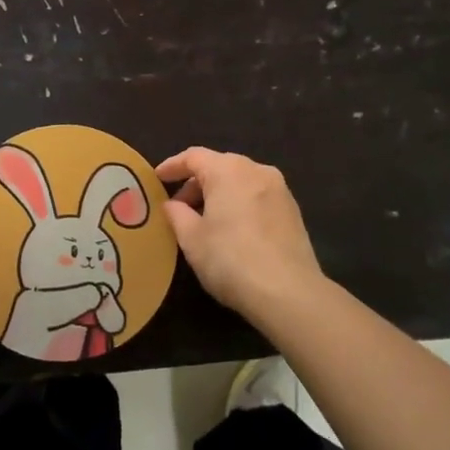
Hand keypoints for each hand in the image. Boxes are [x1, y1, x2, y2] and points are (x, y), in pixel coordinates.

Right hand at [155, 148, 329, 319]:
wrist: (289, 292)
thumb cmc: (231, 260)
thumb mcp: (192, 239)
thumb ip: (177, 215)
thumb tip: (172, 204)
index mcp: (228, 170)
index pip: (193, 157)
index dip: (172, 166)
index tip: (157, 178)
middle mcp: (256, 170)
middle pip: (219, 166)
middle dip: (196, 183)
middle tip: (179, 207)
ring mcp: (279, 189)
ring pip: (240, 181)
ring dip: (219, 194)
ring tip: (204, 221)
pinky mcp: (293, 210)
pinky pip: (257, 196)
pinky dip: (240, 204)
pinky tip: (232, 229)